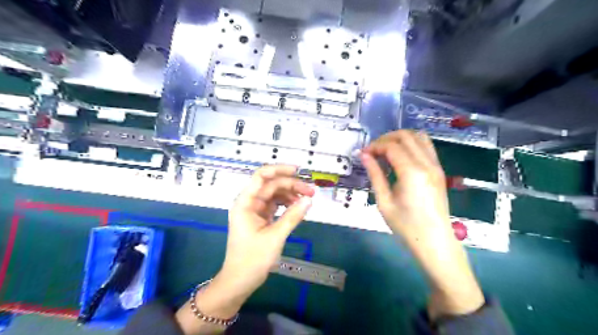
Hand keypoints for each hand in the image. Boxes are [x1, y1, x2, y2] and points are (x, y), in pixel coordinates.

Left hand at [176, 165, 314, 333]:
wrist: (239, 281)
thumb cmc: (252, 259)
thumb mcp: (275, 236)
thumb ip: (292, 216)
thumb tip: (309, 200)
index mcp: (245, 202)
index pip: (261, 176)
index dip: (279, 169)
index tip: (299, 171)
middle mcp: (248, 202)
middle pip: (271, 185)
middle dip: (291, 185)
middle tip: (311, 192)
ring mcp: (254, 210)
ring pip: (274, 194)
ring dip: (290, 194)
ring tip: (307, 200)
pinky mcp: (260, 218)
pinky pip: (275, 205)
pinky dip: (286, 204)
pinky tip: (297, 207)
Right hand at [357, 130, 481, 318]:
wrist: (434, 242)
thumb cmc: (406, 226)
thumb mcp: (384, 201)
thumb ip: (375, 174)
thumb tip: (364, 155)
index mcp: (412, 173)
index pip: (391, 146)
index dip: (374, 146)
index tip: (363, 154)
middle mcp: (427, 164)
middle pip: (406, 136)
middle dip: (386, 138)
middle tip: (372, 151)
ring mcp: (436, 166)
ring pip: (419, 137)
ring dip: (400, 138)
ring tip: (385, 150)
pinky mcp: (439, 170)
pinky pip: (426, 147)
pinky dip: (411, 144)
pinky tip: (400, 156)